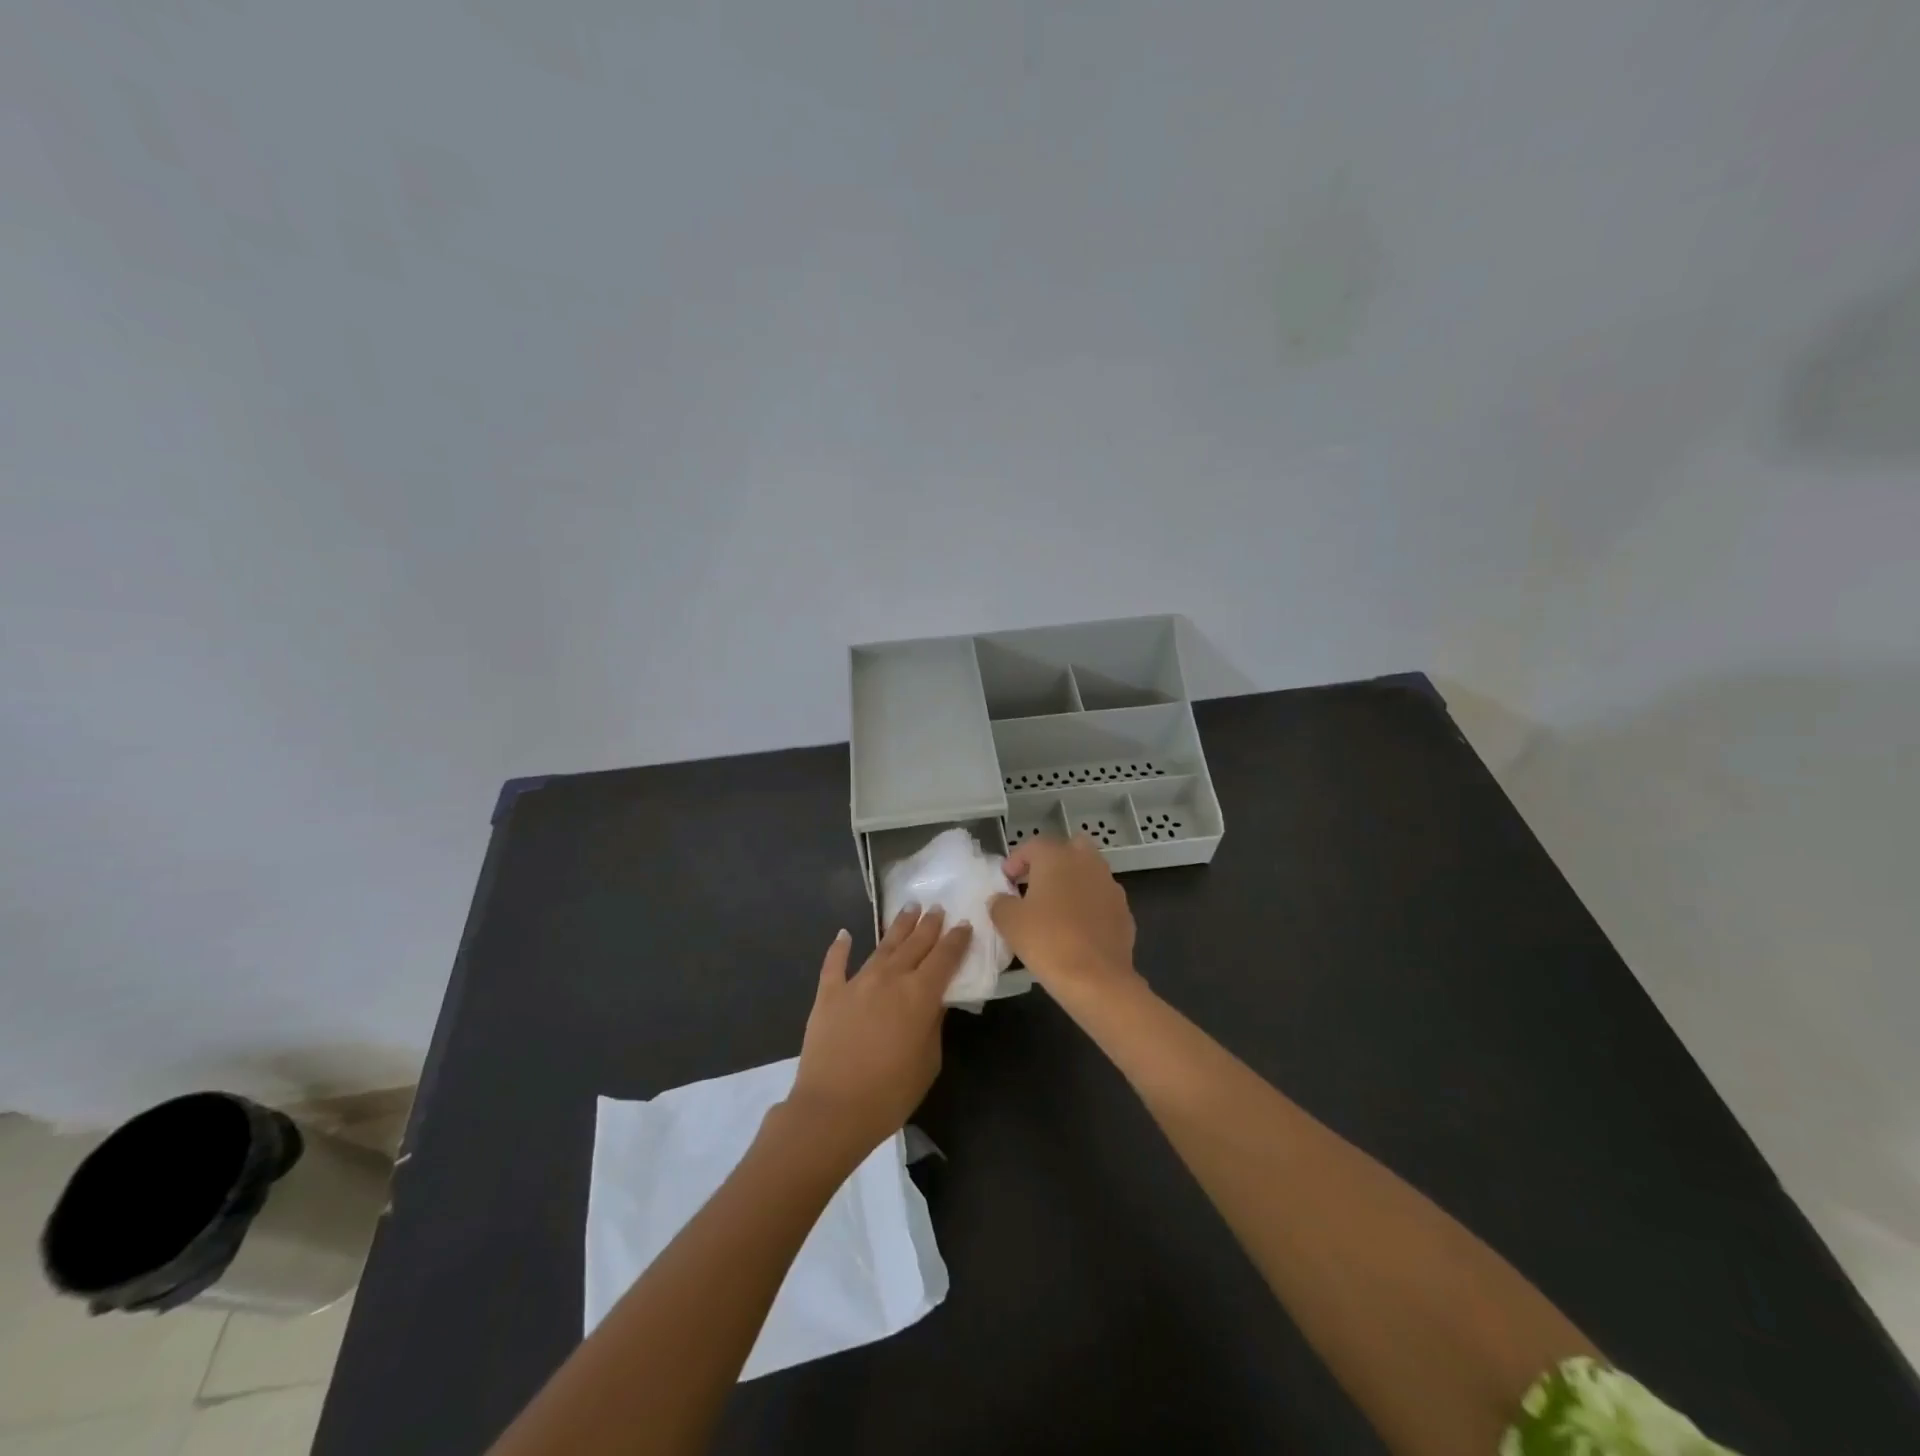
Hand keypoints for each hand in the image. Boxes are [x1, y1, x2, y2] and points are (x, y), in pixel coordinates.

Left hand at [787, 907, 971, 1160]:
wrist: (832, 1109)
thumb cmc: (890, 1093)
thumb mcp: (928, 1061)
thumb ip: (934, 1024)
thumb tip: (935, 999)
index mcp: (920, 994)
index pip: (945, 957)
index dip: (956, 939)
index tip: (964, 924)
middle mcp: (890, 978)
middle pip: (915, 944)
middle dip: (929, 925)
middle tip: (937, 907)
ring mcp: (857, 982)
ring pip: (882, 946)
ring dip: (898, 926)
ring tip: (909, 908)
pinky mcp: (829, 993)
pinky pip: (835, 964)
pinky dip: (839, 947)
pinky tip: (844, 934)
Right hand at [991, 834, 1139, 1006]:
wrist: (1096, 979)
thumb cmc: (1047, 941)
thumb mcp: (1009, 922)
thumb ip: (1000, 903)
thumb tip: (1001, 899)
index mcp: (1057, 857)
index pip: (1033, 845)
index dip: (1016, 861)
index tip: (1006, 881)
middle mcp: (1087, 863)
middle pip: (1069, 849)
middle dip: (1052, 862)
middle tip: (1034, 885)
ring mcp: (1110, 886)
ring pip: (1089, 873)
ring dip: (1073, 883)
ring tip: (1055, 909)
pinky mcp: (1124, 911)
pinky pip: (1101, 899)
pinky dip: (1089, 906)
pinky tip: (1077, 929)